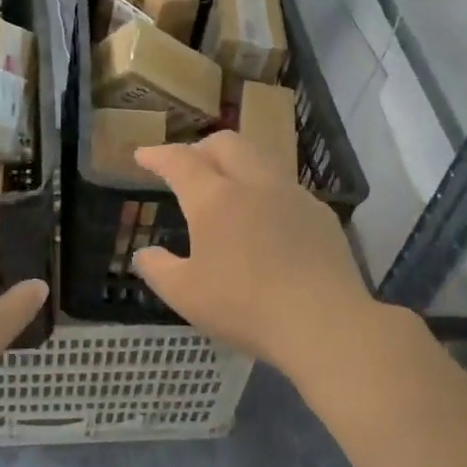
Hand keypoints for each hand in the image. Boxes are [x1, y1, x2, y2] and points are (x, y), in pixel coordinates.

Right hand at [132, 132, 377, 376]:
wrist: (324, 323)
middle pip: (225, 143)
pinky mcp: (320, 215)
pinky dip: (265, 191)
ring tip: (226, 188)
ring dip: (236, 164)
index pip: (180, 161)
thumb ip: (157, 269)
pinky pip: (286, 188)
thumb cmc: (244, 307)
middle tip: (187, 167)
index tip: (142, 156)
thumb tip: (144, 254)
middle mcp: (254, 184)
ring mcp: (293, 196)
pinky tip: (265, 221)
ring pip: (260, 159)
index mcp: (215, 198)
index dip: (158, 155)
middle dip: (200, 148)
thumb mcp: (185, 295)